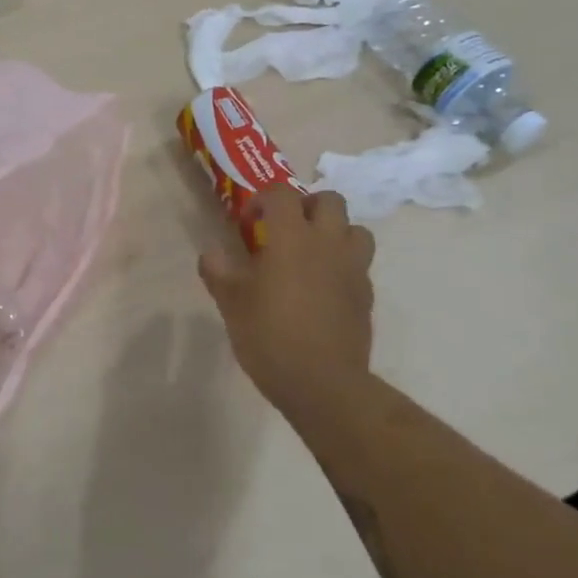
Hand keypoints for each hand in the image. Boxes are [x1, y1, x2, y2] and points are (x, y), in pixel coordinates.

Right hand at [197, 187, 374, 414]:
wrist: (323, 384)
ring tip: (311, 252)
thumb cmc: (270, 335)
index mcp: (292, 237)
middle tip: (286, 228)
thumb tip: (211, 252)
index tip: (248, 221)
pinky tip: (322, 287)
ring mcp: (353, 269)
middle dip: (306, 205)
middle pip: (329, 200)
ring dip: (334, 231)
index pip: (283, 193)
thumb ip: (217, 269)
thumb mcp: (230, 302)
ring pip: (355, 229)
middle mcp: (327, 243)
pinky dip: (342, 264)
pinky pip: (359, 264)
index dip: (263, 199)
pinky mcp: (366, 295)